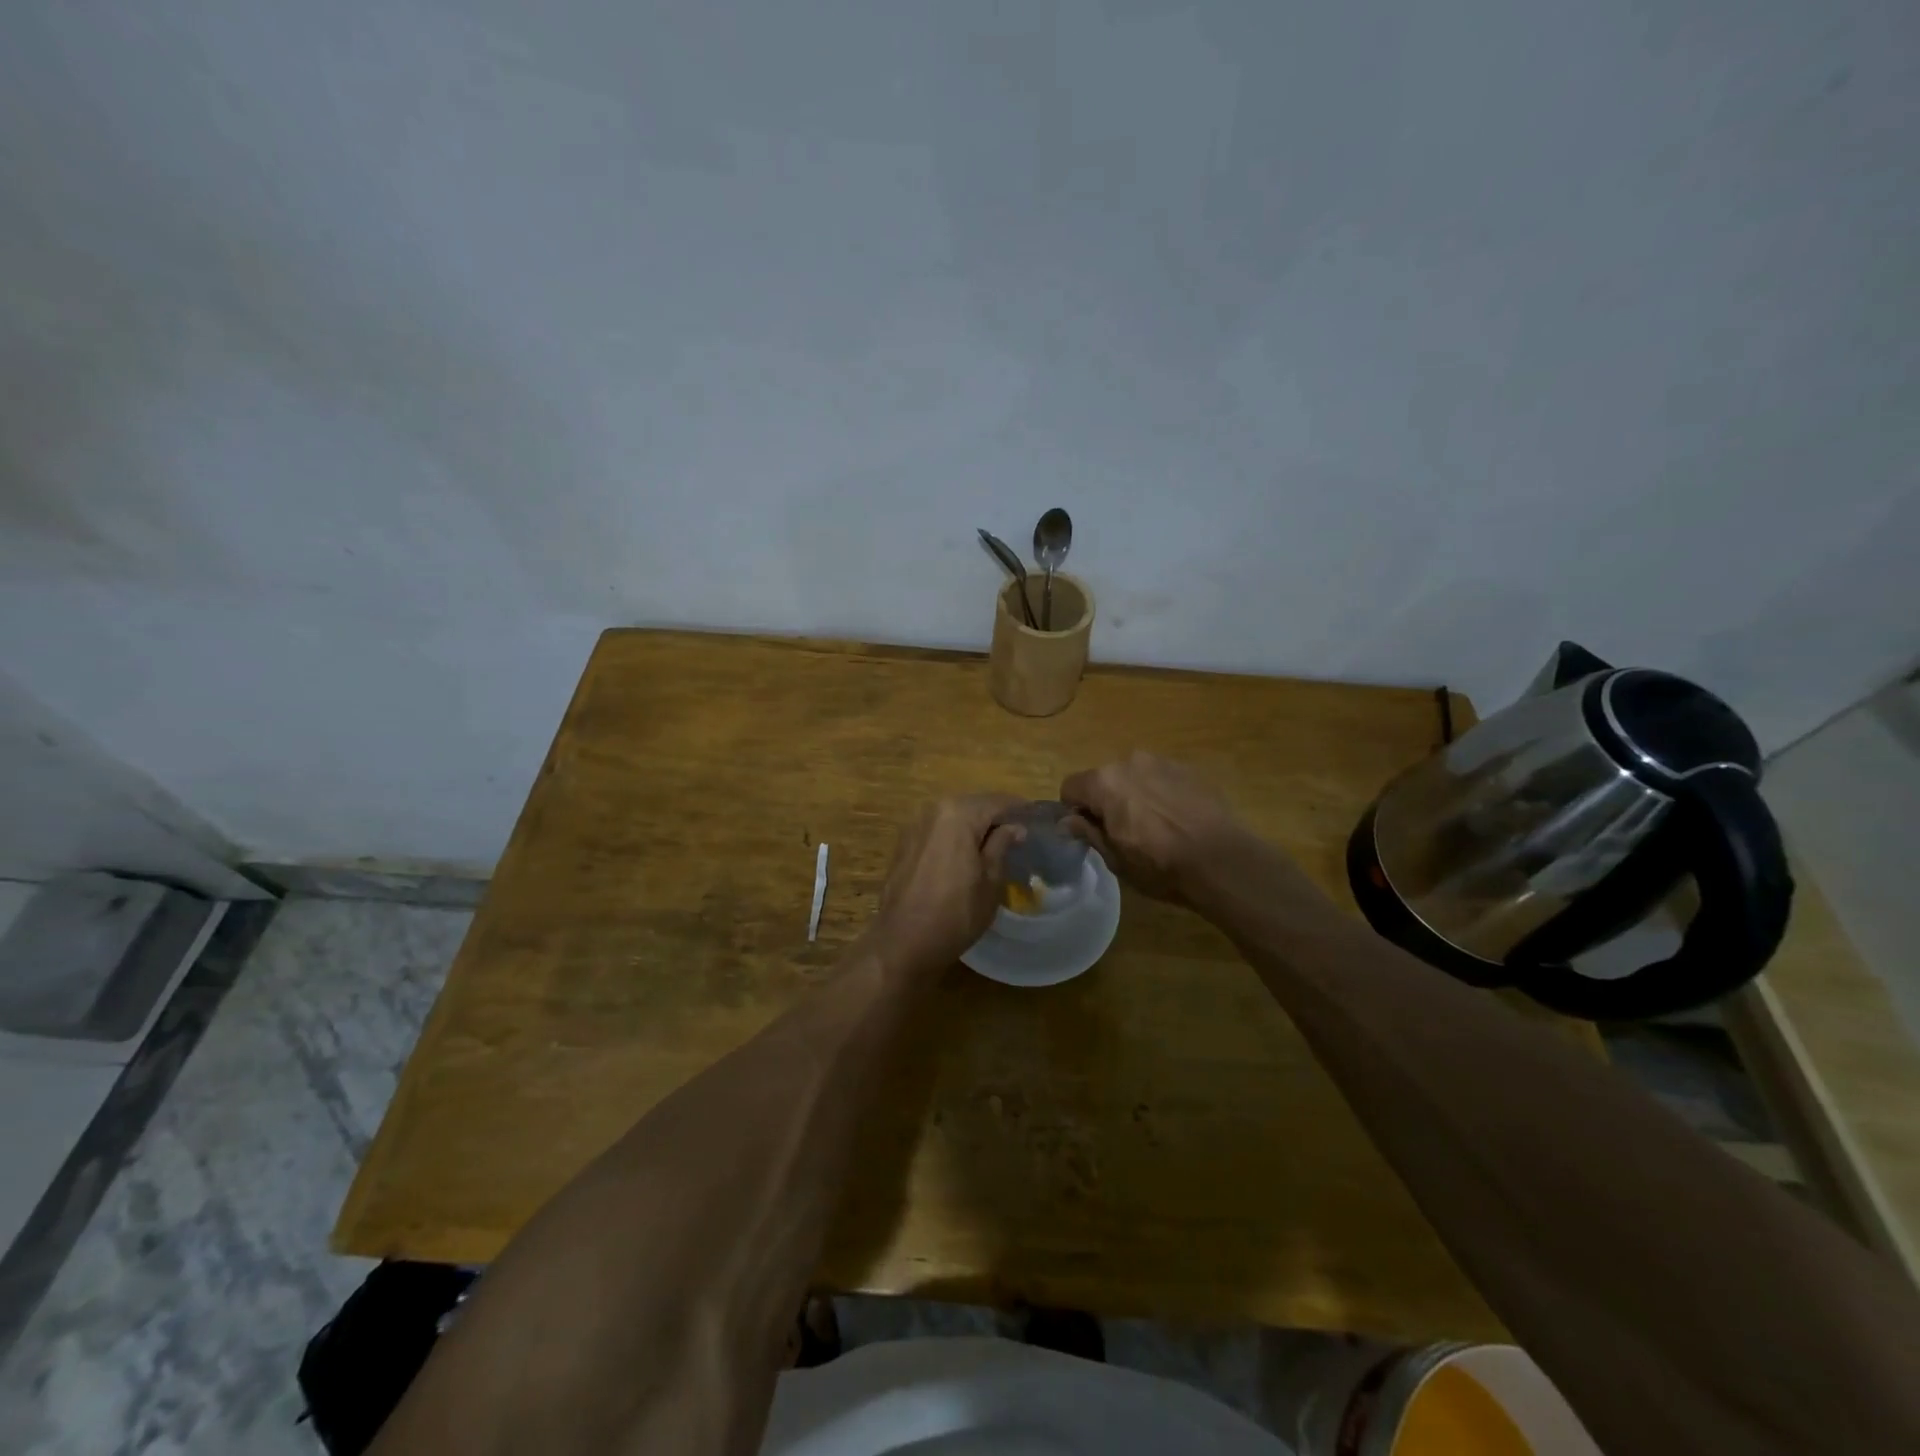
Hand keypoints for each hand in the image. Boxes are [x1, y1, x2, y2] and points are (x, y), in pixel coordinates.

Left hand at [868, 795, 1023, 975]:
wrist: (903, 942)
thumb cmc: (956, 913)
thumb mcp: (991, 880)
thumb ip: (1002, 845)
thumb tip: (1015, 827)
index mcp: (958, 813)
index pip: (997, 801)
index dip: (1020, 809)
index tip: (1036, 820)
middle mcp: (933, 809)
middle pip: (973, 806)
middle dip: (995, 818)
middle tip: (1017, 836)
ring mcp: (914, 825)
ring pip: (953, 817)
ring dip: (973, 828)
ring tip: (993, 847)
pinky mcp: (903, 843)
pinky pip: (937, 831)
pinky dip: (953, 838)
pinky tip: (964, 857)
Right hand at [1059, 752, 1250, 904]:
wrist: (1222, 861)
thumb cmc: (1160, 865)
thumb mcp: (1116, 859)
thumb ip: (1088, 832)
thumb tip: (1067, 820)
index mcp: (1104, 782)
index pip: (1070, 787)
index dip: (1075, 811)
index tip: (1091, 832)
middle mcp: (1130, 761)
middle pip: (1103, 779)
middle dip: (1106, 801)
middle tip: (1124, 833)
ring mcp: (1163, 762)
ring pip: (1134, 776)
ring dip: (1135, 795)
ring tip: (1155, 826)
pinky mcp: (1190, 769)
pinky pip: (1162, 778)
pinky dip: (1162, 794)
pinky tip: (1178, 819)